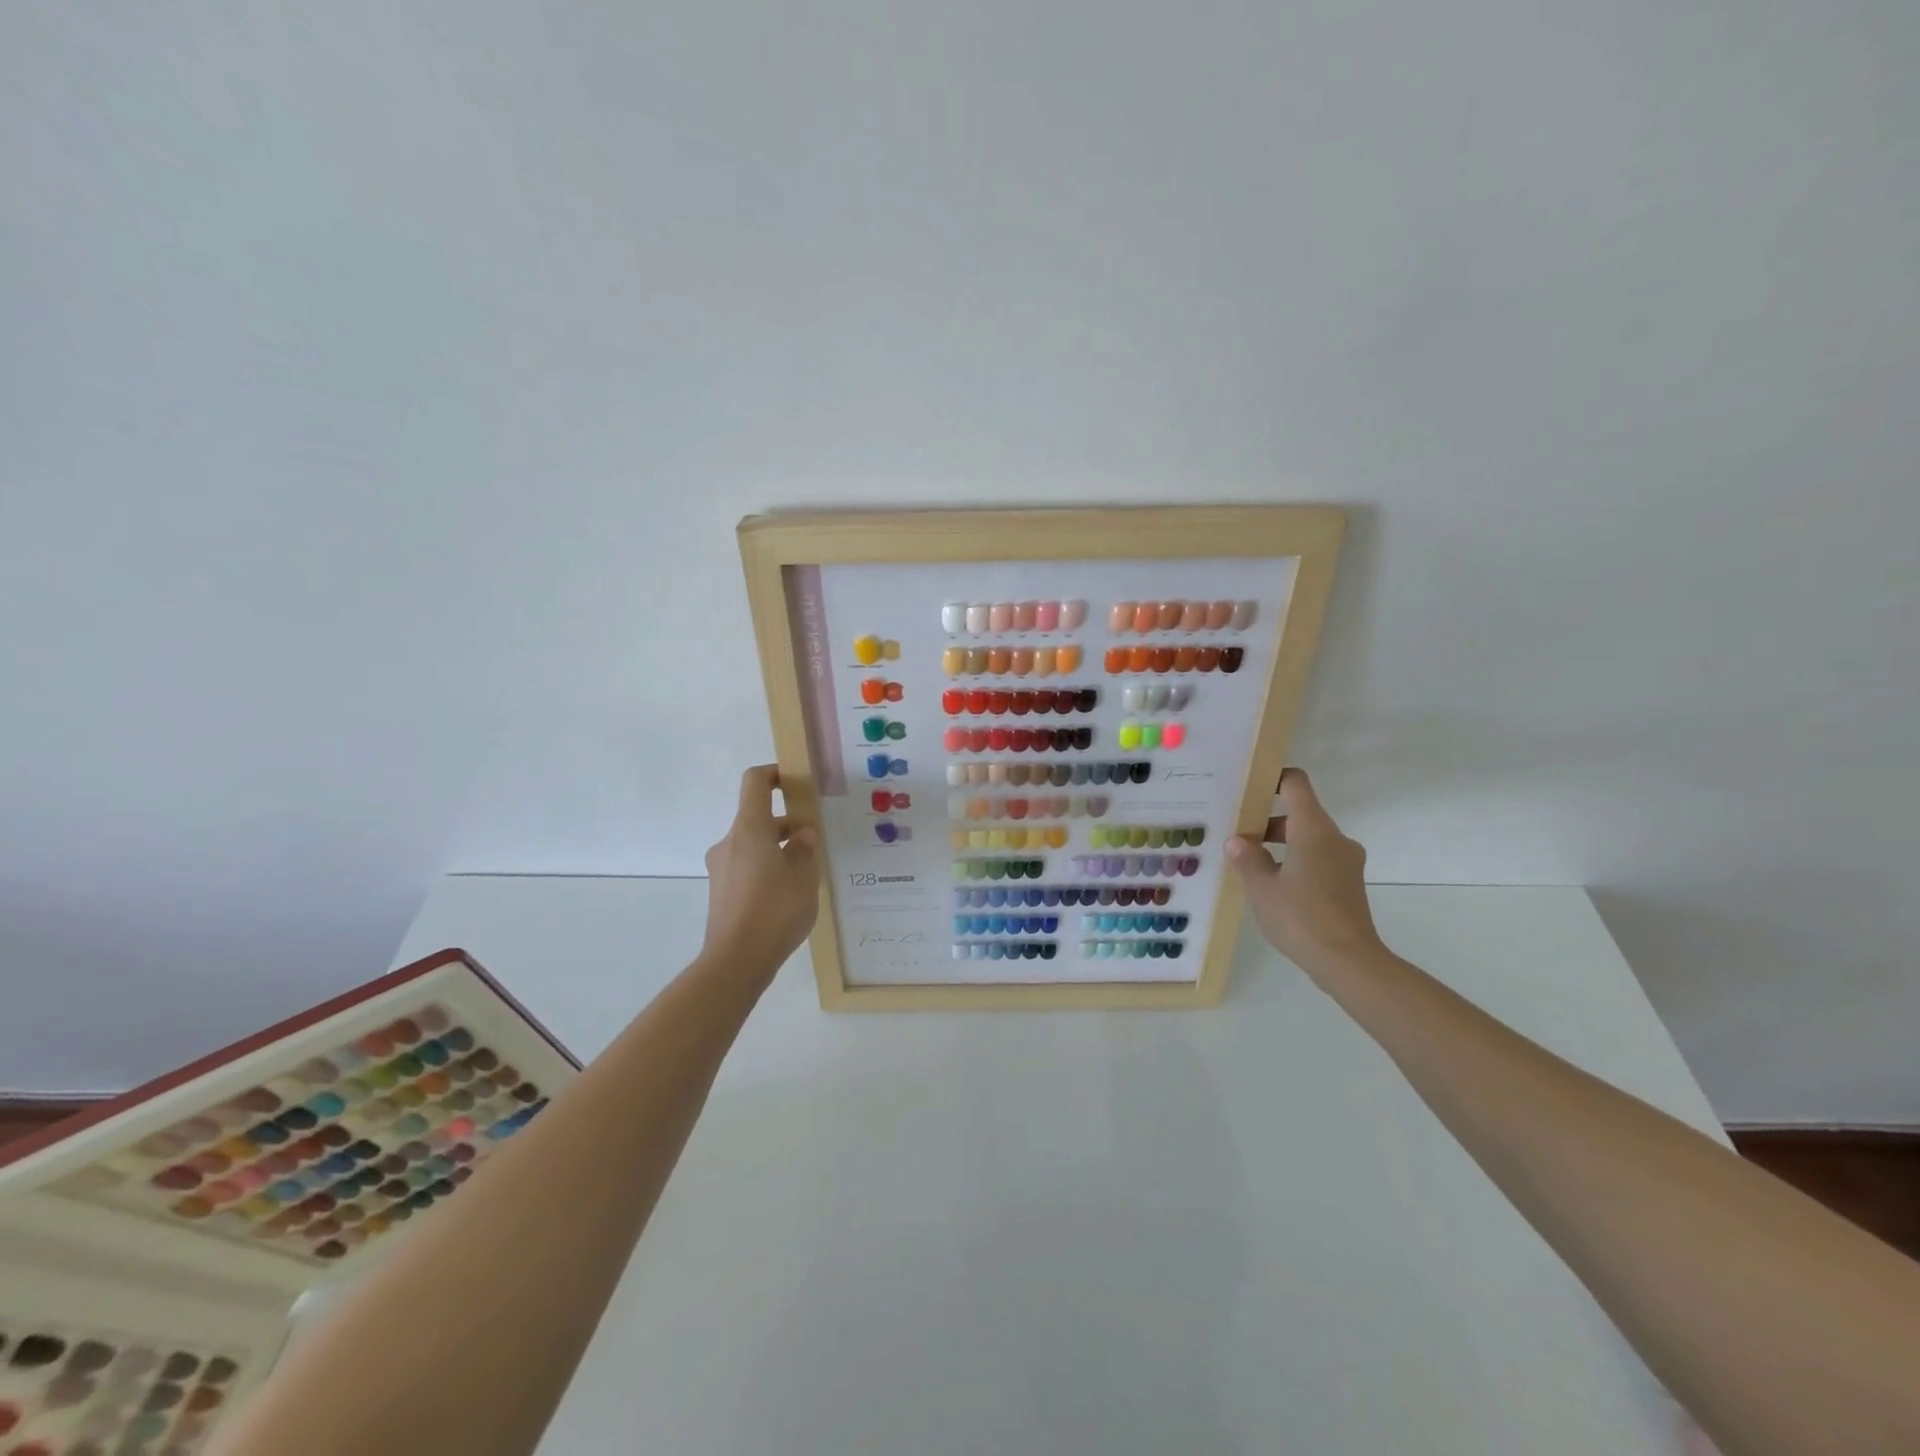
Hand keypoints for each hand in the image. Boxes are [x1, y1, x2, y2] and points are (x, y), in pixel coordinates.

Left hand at [701, 765, 821, 974]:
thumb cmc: (775, 911)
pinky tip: (787, 894)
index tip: (795, 781)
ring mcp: (720, 868)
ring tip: (805, 871)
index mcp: (749, 829)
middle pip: (756, 817)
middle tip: (814, 838)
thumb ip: (804, 850)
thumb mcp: (804, 878)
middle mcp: (729, 842)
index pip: (755, 782)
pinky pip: (745, 867)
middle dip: (785, 823)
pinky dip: (765, 868)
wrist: (735, 962)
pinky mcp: (720, 891)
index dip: (774, 774)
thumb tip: (801, 835)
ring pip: (751, 844)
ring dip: (776, 848)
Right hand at [1226, 768, 1385, 977]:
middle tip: (1237, 834)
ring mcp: (1346, 862)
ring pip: (1309, 839)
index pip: (1296, 784)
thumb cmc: (1300, 917)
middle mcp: (1334, 838)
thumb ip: (1247, 859)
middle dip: (1267, 821)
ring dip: (1280, 845)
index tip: (1248, 785)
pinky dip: (1295, 862)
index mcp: (1313, 830)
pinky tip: (1274, 886)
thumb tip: (1238, 841)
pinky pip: (1318, 859)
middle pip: (1300, 813)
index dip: (1273, 777)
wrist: (1348, 962)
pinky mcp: (1349, 884)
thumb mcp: (1261, 888)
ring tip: (1250, 864)